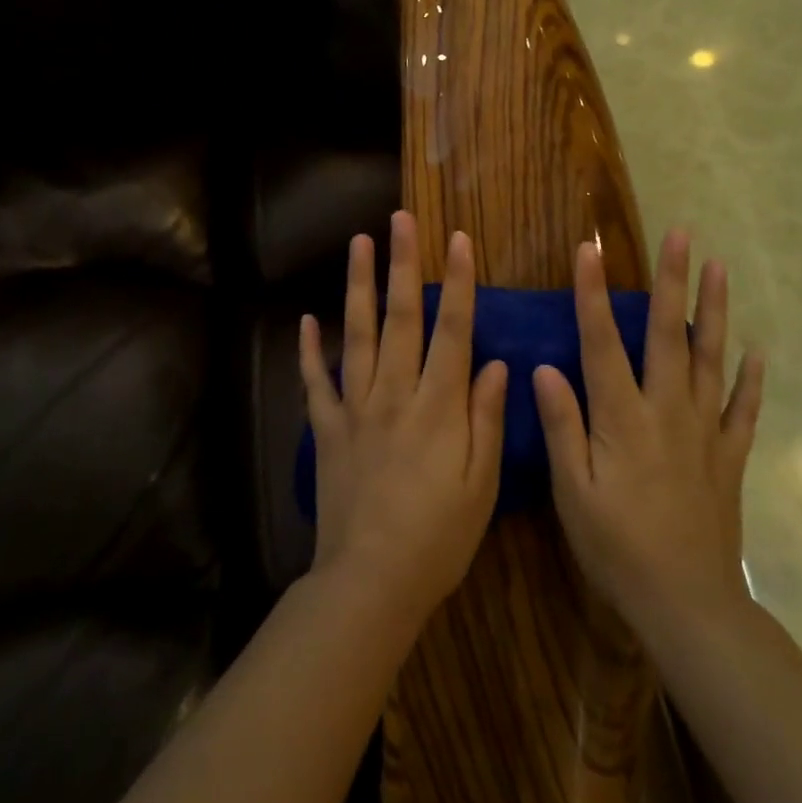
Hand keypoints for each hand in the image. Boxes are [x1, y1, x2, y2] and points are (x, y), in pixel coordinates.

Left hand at [299, 212, 508, 626]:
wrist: (371, 582)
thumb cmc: (438, 538)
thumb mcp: (481, 484)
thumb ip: (486, 418)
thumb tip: (494, 362)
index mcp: (438, 406)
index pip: (452, 330)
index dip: (459, 282)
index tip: (460, 240)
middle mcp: (394, 394)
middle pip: (401, 318)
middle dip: (402, 264)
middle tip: (400, 219)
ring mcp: (355, 408)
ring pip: (356, 335)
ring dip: (358, 286)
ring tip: (358, 243)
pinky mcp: (326, 430)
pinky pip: (315, 383)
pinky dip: (310, 350)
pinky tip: (307, 319)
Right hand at [533, 231, 763, 628]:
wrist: (687, 604)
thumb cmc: (617, 548)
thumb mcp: (572, 493)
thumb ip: (563, 427)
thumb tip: (545, 368)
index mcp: (622, 418)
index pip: (602, 342)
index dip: (593, 294)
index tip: (589, 250)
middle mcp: (667, 411)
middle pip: (669, 334)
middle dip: (673, 280)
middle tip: (682, 234)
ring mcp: (705, 431)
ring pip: (711, 359)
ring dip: (716, 310)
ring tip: (720, 268)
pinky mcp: (729, 457)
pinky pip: (744, 410)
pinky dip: (751, 379)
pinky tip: (756, 351)